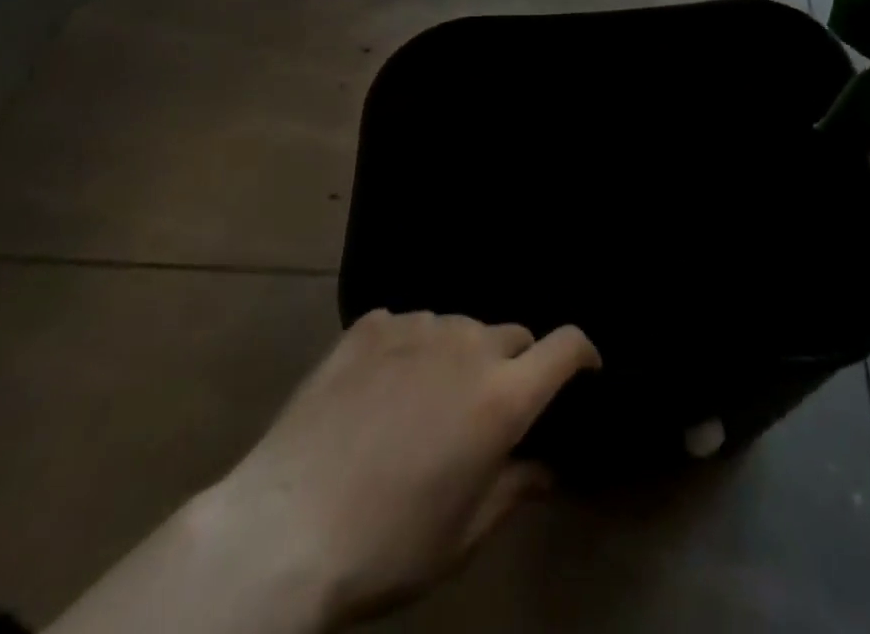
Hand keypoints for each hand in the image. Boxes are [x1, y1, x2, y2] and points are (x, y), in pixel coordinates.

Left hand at [221, 311, 599, 626]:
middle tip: (486, 408)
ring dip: (458, 356)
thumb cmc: (388, 545)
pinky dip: (410, 348)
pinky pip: (408, 324)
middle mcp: (468, 345)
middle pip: (513, 334)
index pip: (566, 346)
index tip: (583, 372)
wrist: (285, 527)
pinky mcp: (370, 324)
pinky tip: (381, 387)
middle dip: (514, 364)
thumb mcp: (463, 536)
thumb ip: (514, 489)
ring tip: (426, 400)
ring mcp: (416, 326)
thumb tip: (546, 469)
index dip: (583, 354)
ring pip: (459, 328)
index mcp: (502, 395)